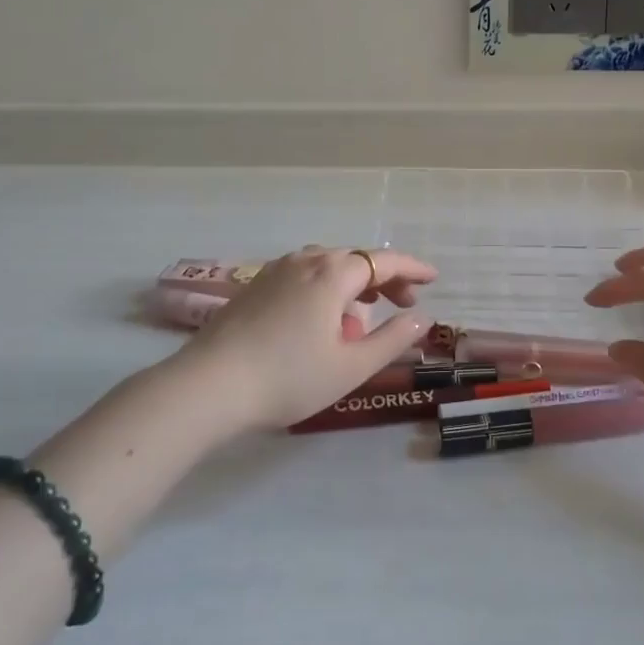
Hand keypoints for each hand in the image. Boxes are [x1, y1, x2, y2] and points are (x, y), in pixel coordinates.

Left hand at [184, 245, 437, 429]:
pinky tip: (322, 317)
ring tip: (365, 312)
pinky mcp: (254, 287)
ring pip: (326, 265)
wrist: (209, 385)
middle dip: (384, 277)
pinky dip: (325, 287)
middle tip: (405, 302)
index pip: (382, 261)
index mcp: (332, 274)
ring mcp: (275, 271)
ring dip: (353, 282)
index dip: (412, 268)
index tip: (434, 278)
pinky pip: (302, 276)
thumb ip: (392, 340)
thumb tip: (422, 318)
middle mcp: (304, 261)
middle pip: (354, 259)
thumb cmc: (288, 377)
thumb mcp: (350, 367)